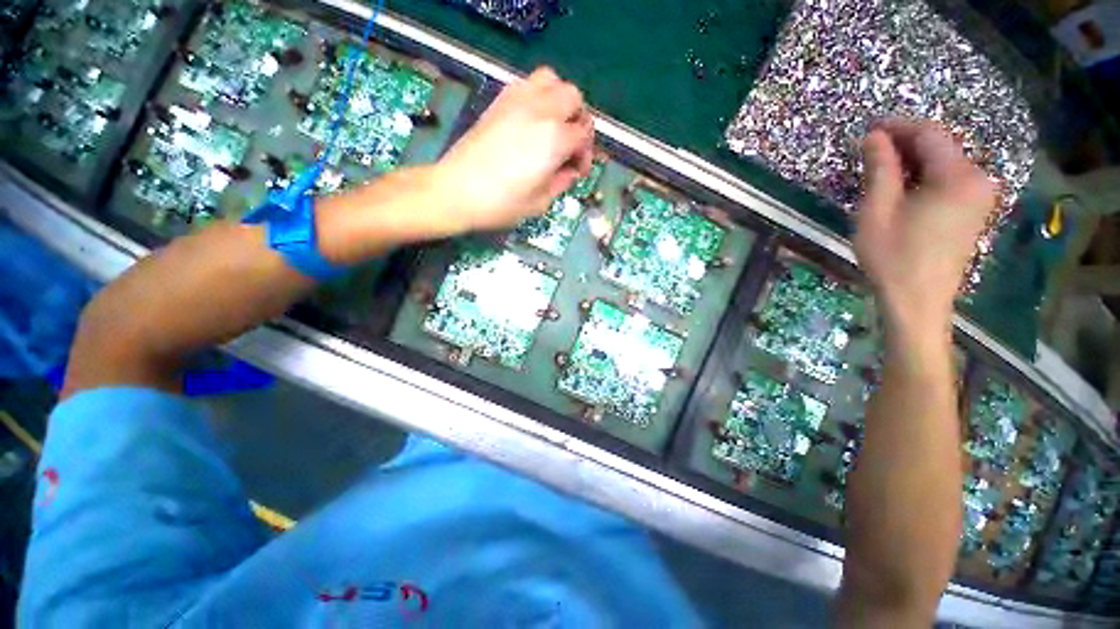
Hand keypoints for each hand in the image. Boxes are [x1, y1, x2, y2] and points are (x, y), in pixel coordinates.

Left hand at [428, 67, 594, 233]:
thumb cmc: (502, 204)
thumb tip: (571, 171)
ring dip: (560, 100)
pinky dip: (539, 95)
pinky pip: (528, 83)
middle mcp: (541, 111)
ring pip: (552, 80)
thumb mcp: (540, 202)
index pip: (583, 134)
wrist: (457, 190)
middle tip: (570, 145)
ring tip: (554, 125)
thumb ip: (562, 182)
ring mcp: (518, 100)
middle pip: (574, 98)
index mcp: (554, 139)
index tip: (577, 171)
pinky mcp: (500, 100)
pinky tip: (533, 119)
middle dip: (578, 121)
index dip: (585, 154)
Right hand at [854, 119, 996, 330]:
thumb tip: (874, 136)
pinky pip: (950, 179)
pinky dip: (925, 175)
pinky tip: (903, 187)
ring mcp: (980, 195)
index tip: (867, 129)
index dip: (897, 127)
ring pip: (945, 162)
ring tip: (880, 169)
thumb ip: (880, 169)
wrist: (918, 300)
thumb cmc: (893, 257)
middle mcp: (978, 179)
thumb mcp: (877, 211)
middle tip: (870, 150)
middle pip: (941, 146)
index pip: (929, 134)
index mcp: (957, 177)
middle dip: (905, 143)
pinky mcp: (975, 209)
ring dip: (913, 160)